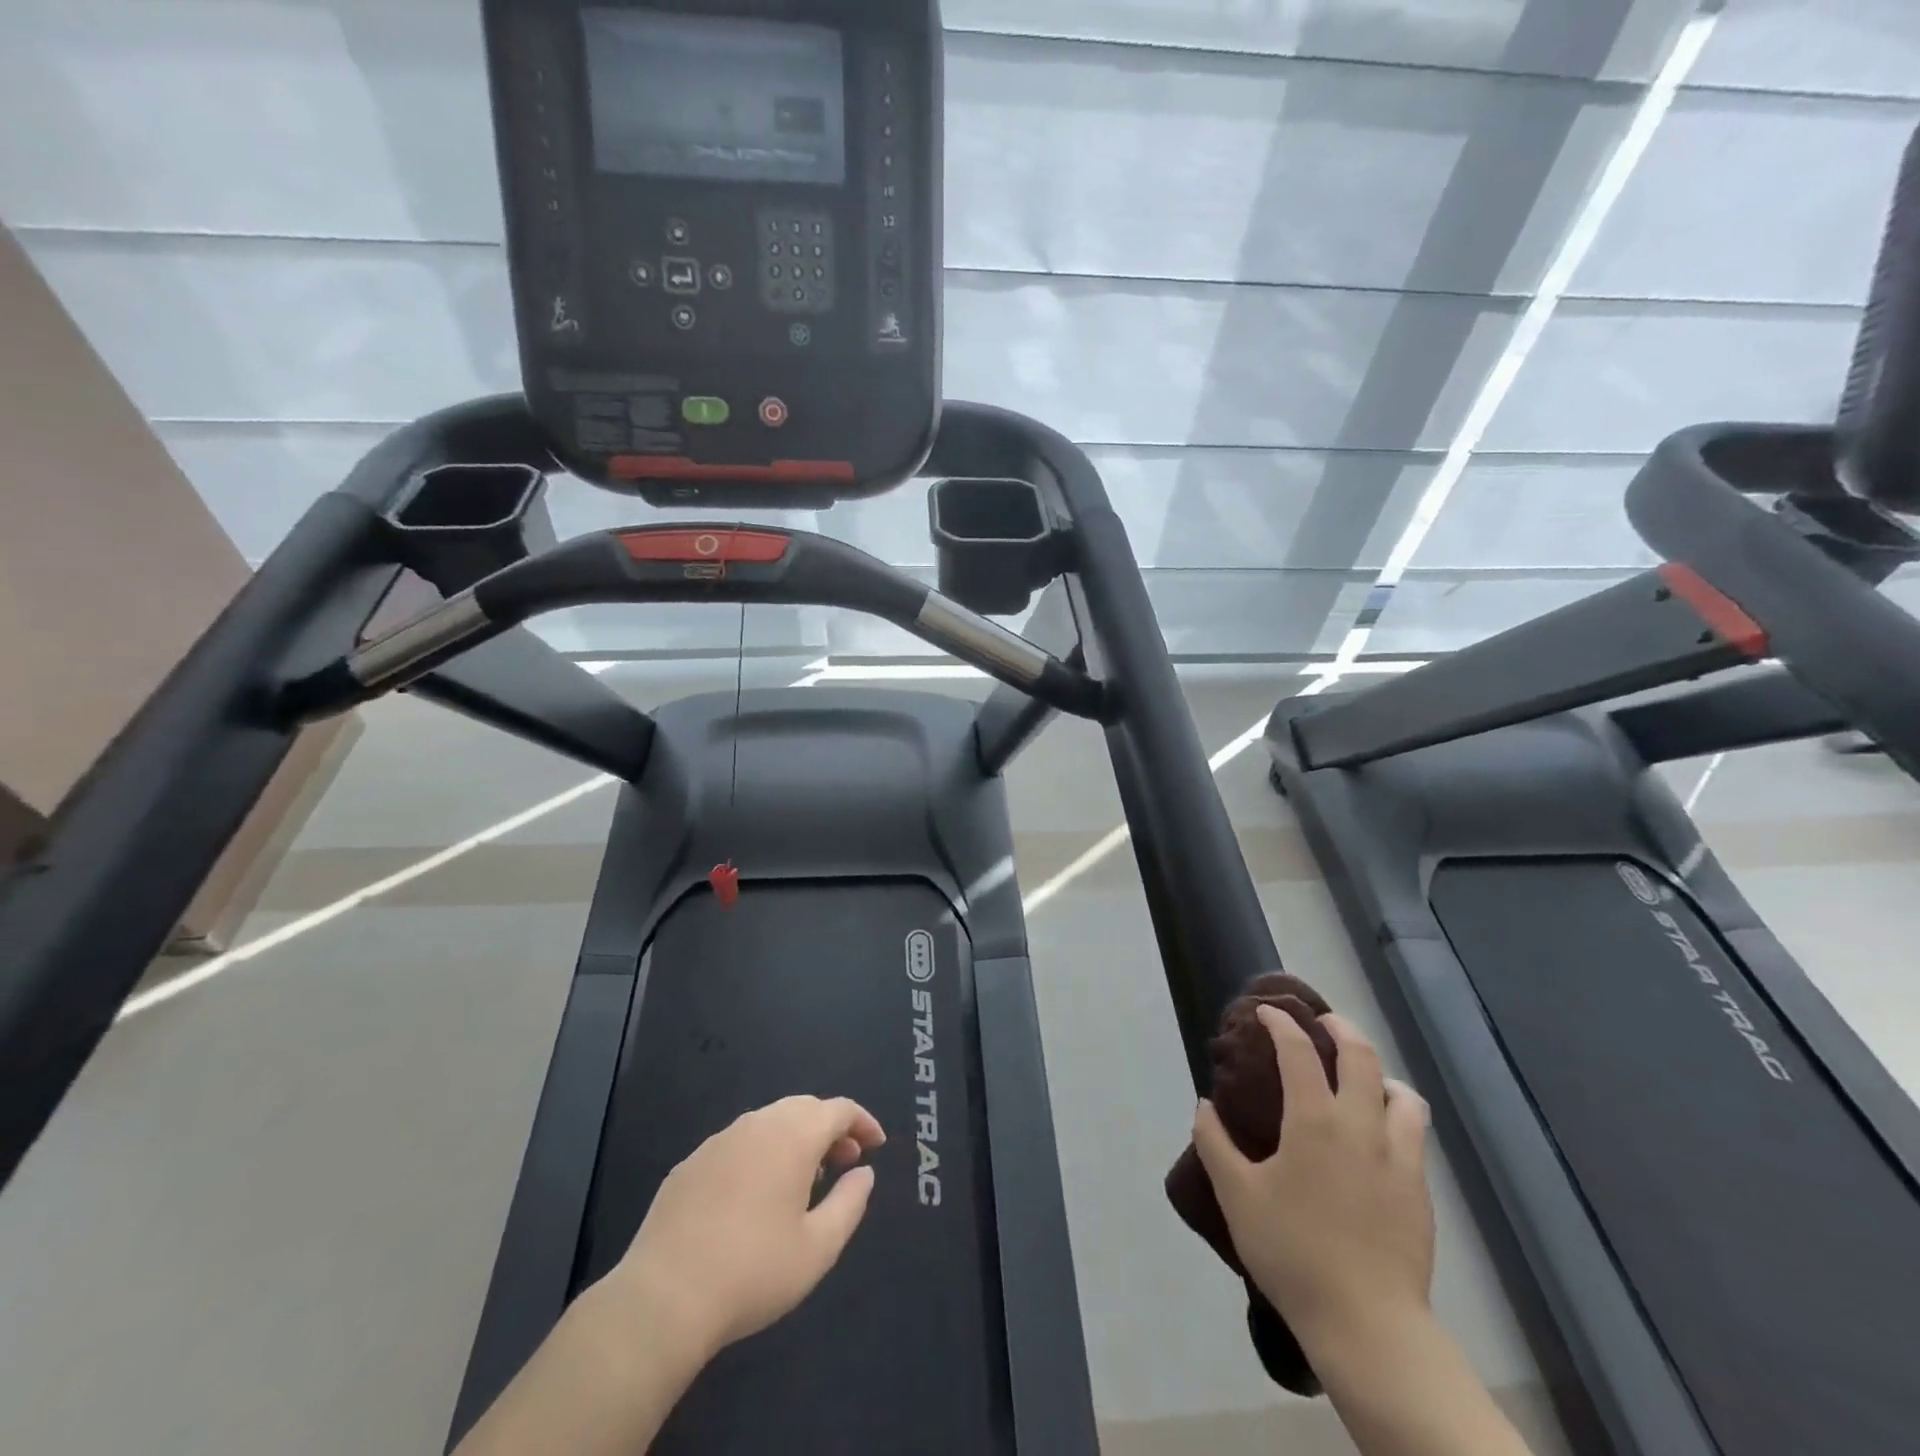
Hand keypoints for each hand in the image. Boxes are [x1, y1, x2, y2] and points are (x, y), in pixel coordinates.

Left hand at [606, 1095, 885, 1356]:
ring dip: (796, 1138)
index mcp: (793, 1136)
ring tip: (805, 1178)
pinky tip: (756, 1194)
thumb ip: (850, 1203)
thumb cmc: (753, 1272)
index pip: (838, 1109)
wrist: (663, 1298)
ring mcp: (719, 1140)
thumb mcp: (818, 1248)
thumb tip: (864, 1173)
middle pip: (804, 1108)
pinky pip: (738, 1143)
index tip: (876, 1145)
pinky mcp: (690, 1163)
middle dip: (830, 1128)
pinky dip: (761, 1153)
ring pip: (769, 1122)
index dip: (863, 1121)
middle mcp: (757, 1124)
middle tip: (845, 1161)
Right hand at [1194, 1008, 1434, 1345]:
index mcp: (1314, 1120)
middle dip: (1340, 1029)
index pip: (1299, 1051)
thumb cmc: (1293, 1252)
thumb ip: (1214, 1143)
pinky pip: (1415, 1133)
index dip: (1281, 1024)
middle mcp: (1361, 1126)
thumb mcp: (1237, 1196)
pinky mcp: (1420, 1190)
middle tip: (1322, 1023)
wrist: (1368, 1324)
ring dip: (1379, 1073)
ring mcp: (1398, 1157)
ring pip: (1401, 1093)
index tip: (1267, 1013)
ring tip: (1361, 1078)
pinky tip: (1380, 1134)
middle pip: (1361, 1056)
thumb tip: (1204, 1106)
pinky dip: (1397, 1114)